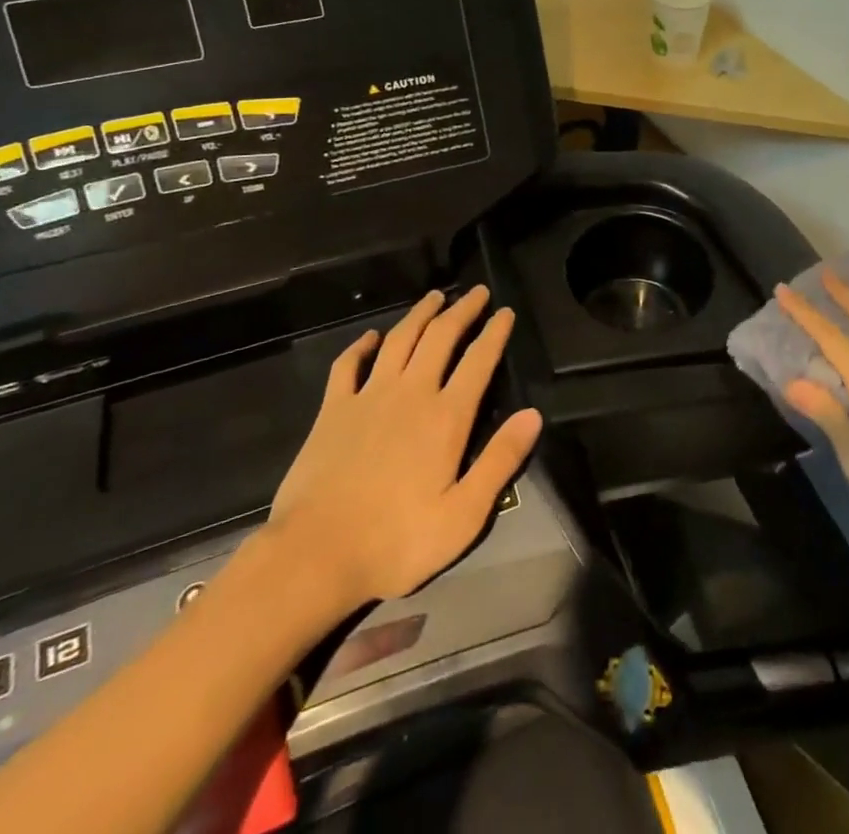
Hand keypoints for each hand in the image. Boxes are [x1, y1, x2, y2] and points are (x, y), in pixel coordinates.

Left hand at [264, 286, 542, 607]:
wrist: (314, 556)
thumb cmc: (396, 542)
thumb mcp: (463, 515)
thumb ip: (500, 461)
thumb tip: (533, 415)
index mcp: (445, 418)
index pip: (478, 361)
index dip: (495, 332)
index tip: (506, 311)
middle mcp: (410, 394)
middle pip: (440, 337)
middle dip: (461, 310)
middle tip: (475, 291)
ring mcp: (368, 397)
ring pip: (398, 340)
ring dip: (419, 314)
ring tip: (434, 296)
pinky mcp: (333, 410)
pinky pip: (348, 365)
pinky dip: (360, 346)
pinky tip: (370, 336)